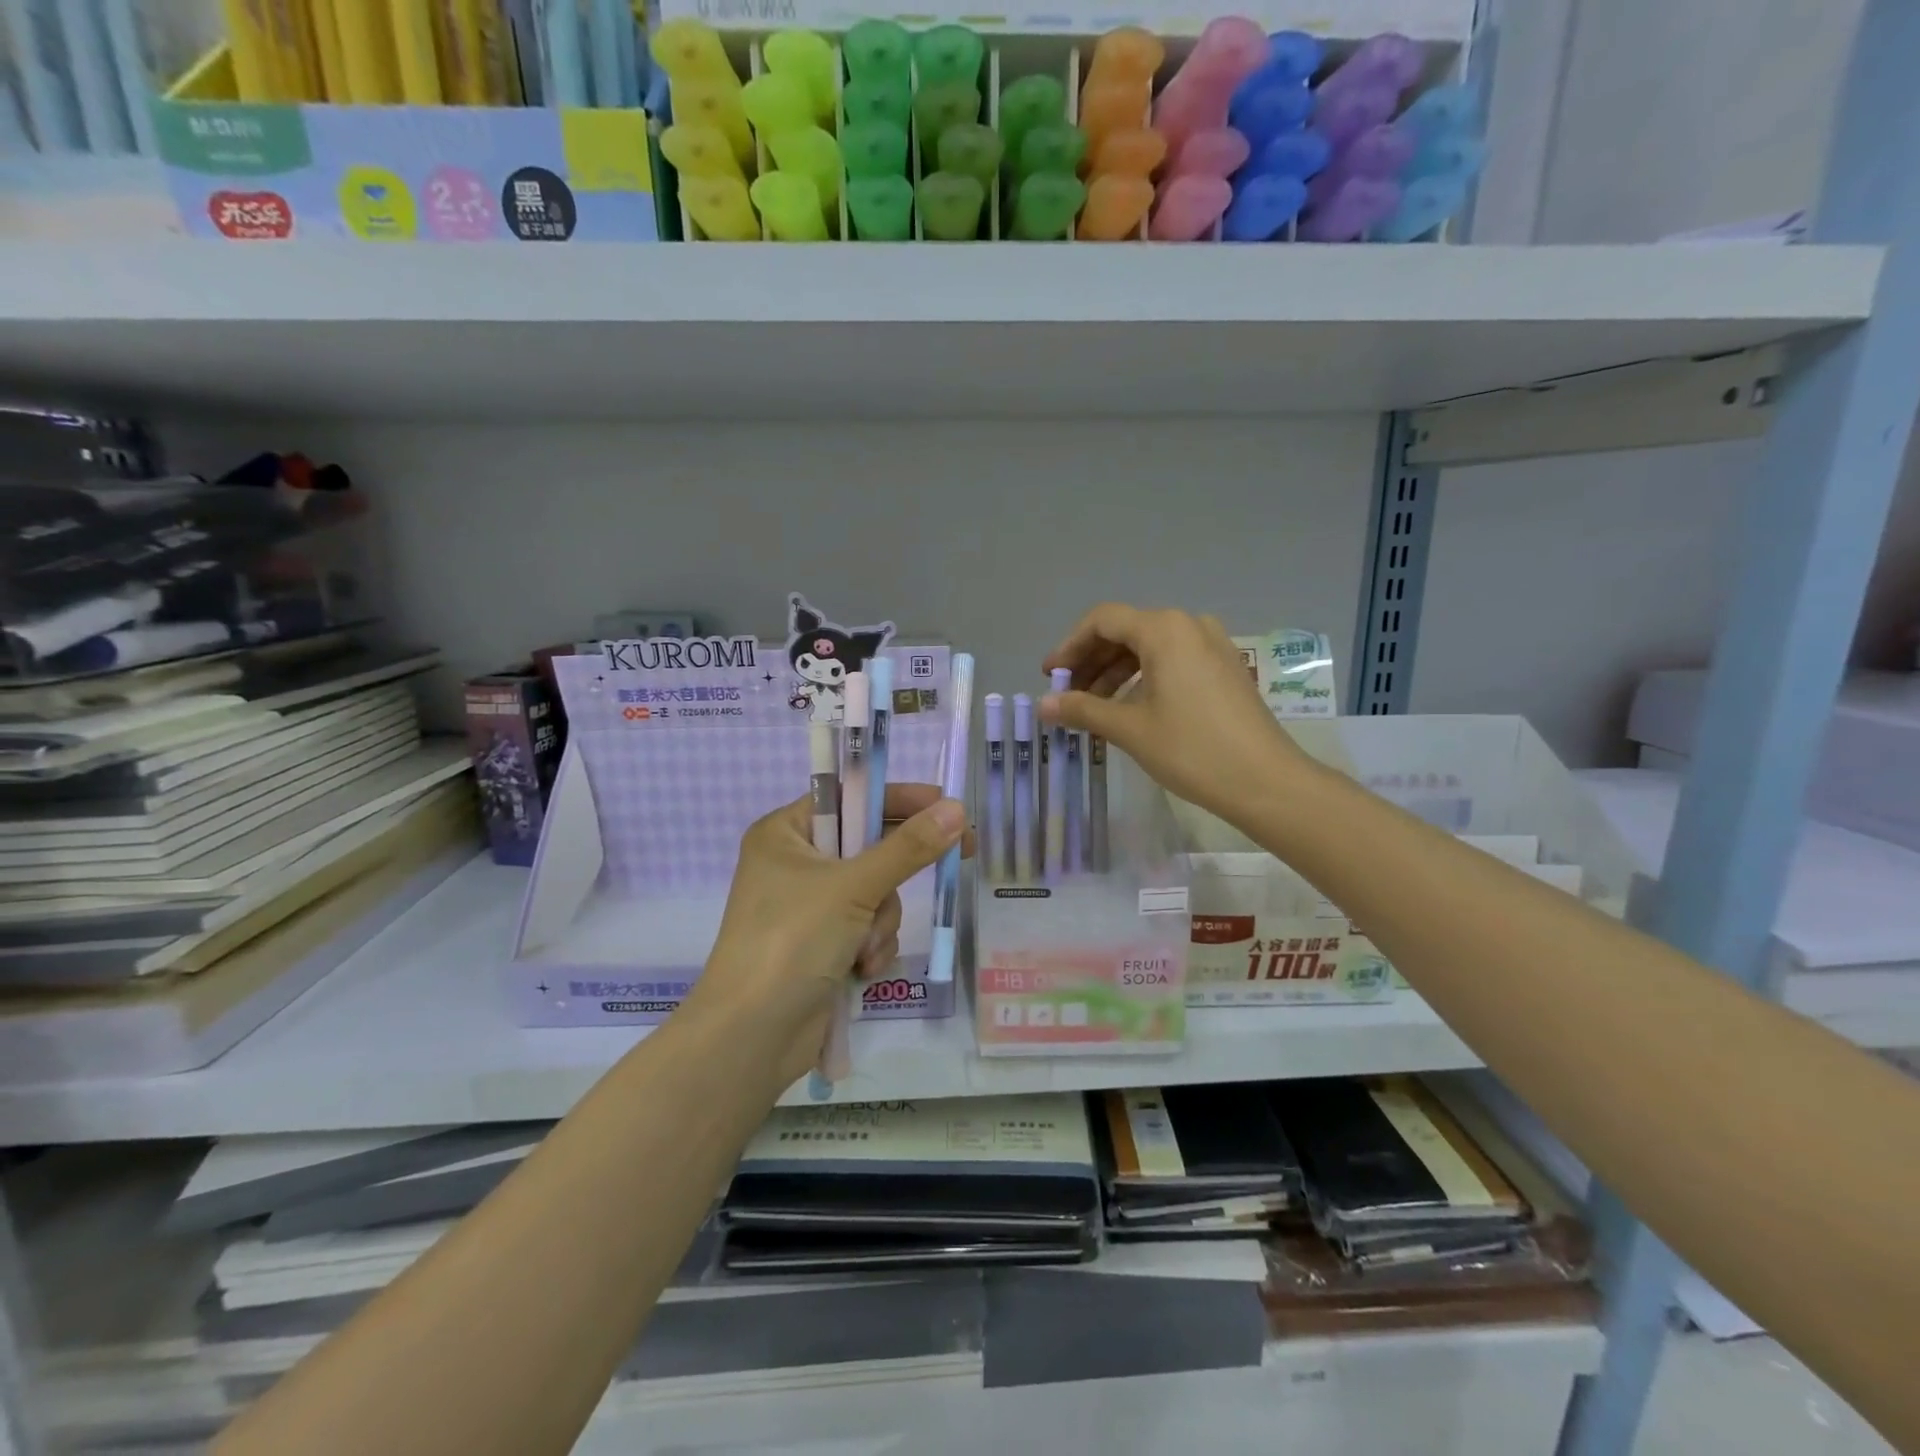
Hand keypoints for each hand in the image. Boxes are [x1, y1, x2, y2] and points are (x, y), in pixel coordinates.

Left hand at [683, 784, 969, 1090]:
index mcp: (786, 832)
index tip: (947, 806)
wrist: (752, 1037)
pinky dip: (872, 947)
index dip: (900, 800)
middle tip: (956, 857)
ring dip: (880, 922)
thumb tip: (957, 809)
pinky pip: (869, 927)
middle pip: (870, 848)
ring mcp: (809, 907)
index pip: (851, 797)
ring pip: (877, 893)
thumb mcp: (853, 888)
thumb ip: (908, 848)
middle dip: (891, 879)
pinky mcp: (823, 943)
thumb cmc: (792, 942)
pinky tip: (859, 970)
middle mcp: (796, 863)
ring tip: (862, 949)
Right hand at [1040, 603, 1313, 829]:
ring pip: (1150, 647)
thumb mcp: (1129, 728)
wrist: (1265, 781)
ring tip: (1093, 707)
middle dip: (1091, 661)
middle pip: (1126, 631)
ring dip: (1115, 672)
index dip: (1070, 646)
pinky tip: (1130, 707)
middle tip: (1067, 694)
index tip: (1050, 676)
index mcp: (1164, 629)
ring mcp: (1212, 645)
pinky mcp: (1225, 668)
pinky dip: (1144, 678)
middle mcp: (1189, 625)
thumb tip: (1044, 705)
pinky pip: (1173, 660)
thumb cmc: (1191, 749)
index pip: (1102, 621)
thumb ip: (1082, 709)